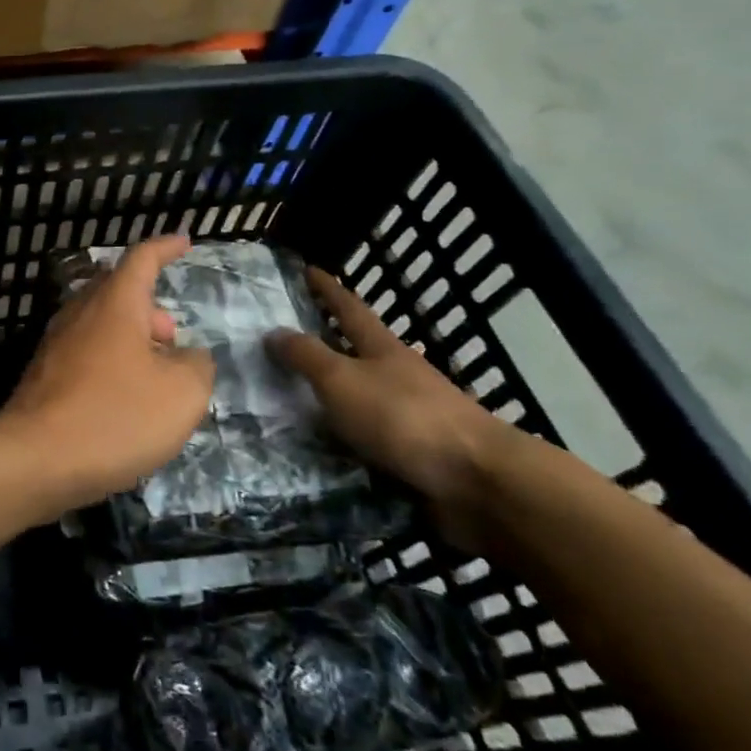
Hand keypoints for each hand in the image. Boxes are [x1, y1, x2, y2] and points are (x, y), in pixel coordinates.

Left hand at [0, 235, 214, 519]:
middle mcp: (80, 312)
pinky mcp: (44, 374)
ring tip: (155, 378)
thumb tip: (187, 356)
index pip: (142, 258)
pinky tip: (123, 401)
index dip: (165, 248)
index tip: (184, 241)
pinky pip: (86, 353)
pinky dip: (112, 363)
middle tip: (173, 339)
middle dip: (151, 307)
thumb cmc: (115, 416)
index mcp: (115, 303)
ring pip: (101, 324)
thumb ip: (196, 365)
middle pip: (118, 290)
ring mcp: (56, 343)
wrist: (35, 459)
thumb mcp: (182, 394)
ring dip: (132, 339)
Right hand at [269, 266, 507, 552]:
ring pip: (361, 393)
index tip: (307, 270)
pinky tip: (322, 446)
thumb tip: (273, 331)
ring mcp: (410, 413)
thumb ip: (306, 356)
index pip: (348, 308)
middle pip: (357, 349)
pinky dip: (344, 434)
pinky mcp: (415, 451)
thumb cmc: (403, 417)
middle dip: (326, 341)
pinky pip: (368, 435)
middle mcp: (397, 374)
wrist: (478, 480)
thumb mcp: (341, 380)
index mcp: (382, 348)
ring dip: (332, 393)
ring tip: (290, 399)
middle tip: (286, 339)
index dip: (327, 289)